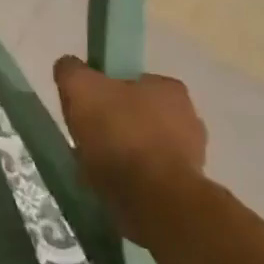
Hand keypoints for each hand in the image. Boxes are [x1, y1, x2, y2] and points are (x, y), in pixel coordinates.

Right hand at [52, 57, 207, 246]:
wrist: (153, 198)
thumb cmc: (118, 133)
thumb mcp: (79, 87)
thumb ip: (71, 70)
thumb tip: (69, 66)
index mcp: (169, 87)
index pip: (130, 80)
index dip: (104, 91)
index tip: (86, 107)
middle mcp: (190, 116)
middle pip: (138, 113)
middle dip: (116, 123)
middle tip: (89, 136)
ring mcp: (193, 154)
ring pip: (146, 144)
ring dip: (125, 151)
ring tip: (98, 164)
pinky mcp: (188, 186)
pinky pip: (151, 173)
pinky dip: (134, 176)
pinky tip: (114, 183)